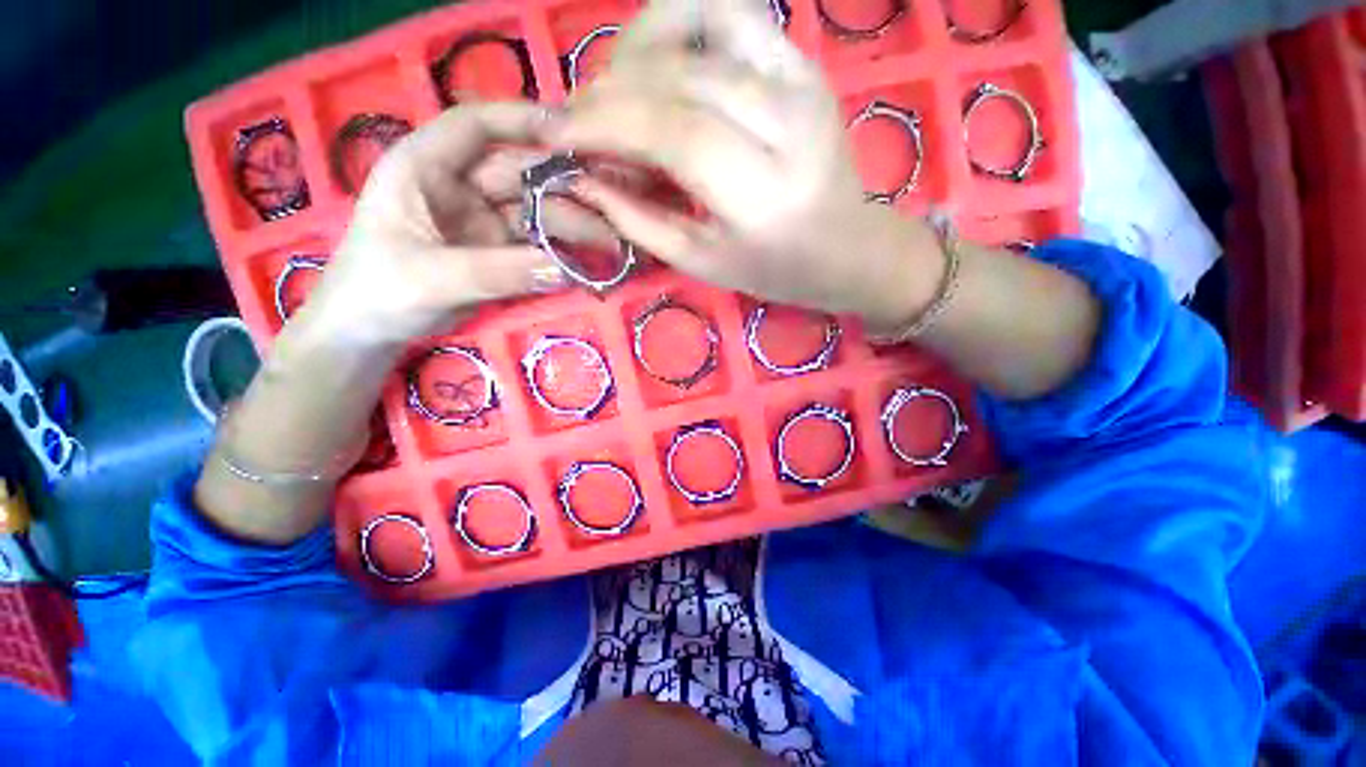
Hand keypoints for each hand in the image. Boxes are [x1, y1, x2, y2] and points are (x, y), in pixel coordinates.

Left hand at [303, 102, 616, 346]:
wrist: (371, 331)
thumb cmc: (380, 291)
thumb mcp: (433, 278)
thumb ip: (499, 272)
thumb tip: (565, 269)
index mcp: (424, 167)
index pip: (474, 126)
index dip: (521, 121)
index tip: (571, 132)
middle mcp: (458, 187)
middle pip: (520, 175)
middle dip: (565, 190)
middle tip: (610, 212)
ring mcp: (482, 221)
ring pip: (535, 212)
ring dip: (572, 225)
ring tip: (609, 244)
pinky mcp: (498, 251)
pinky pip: (537, 245)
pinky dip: (562, 251)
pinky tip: (589, 258)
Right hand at [544, 0, 941, 329]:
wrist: (845, 246)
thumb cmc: (773, 269)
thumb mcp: (702, 263)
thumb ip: (640, 220)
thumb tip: (582, 179)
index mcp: (763, 195)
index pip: (672, 134)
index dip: (605, 125)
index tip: (556, 133)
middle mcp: (787, 124)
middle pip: (680, 78)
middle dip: (609, 91)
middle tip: (574, 118)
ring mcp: (800, 80)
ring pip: (700, 23)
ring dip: (637, 48)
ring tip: (611, 89)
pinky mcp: (802, 61)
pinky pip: (730, 12)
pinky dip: (680, 20)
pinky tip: (657, 60)